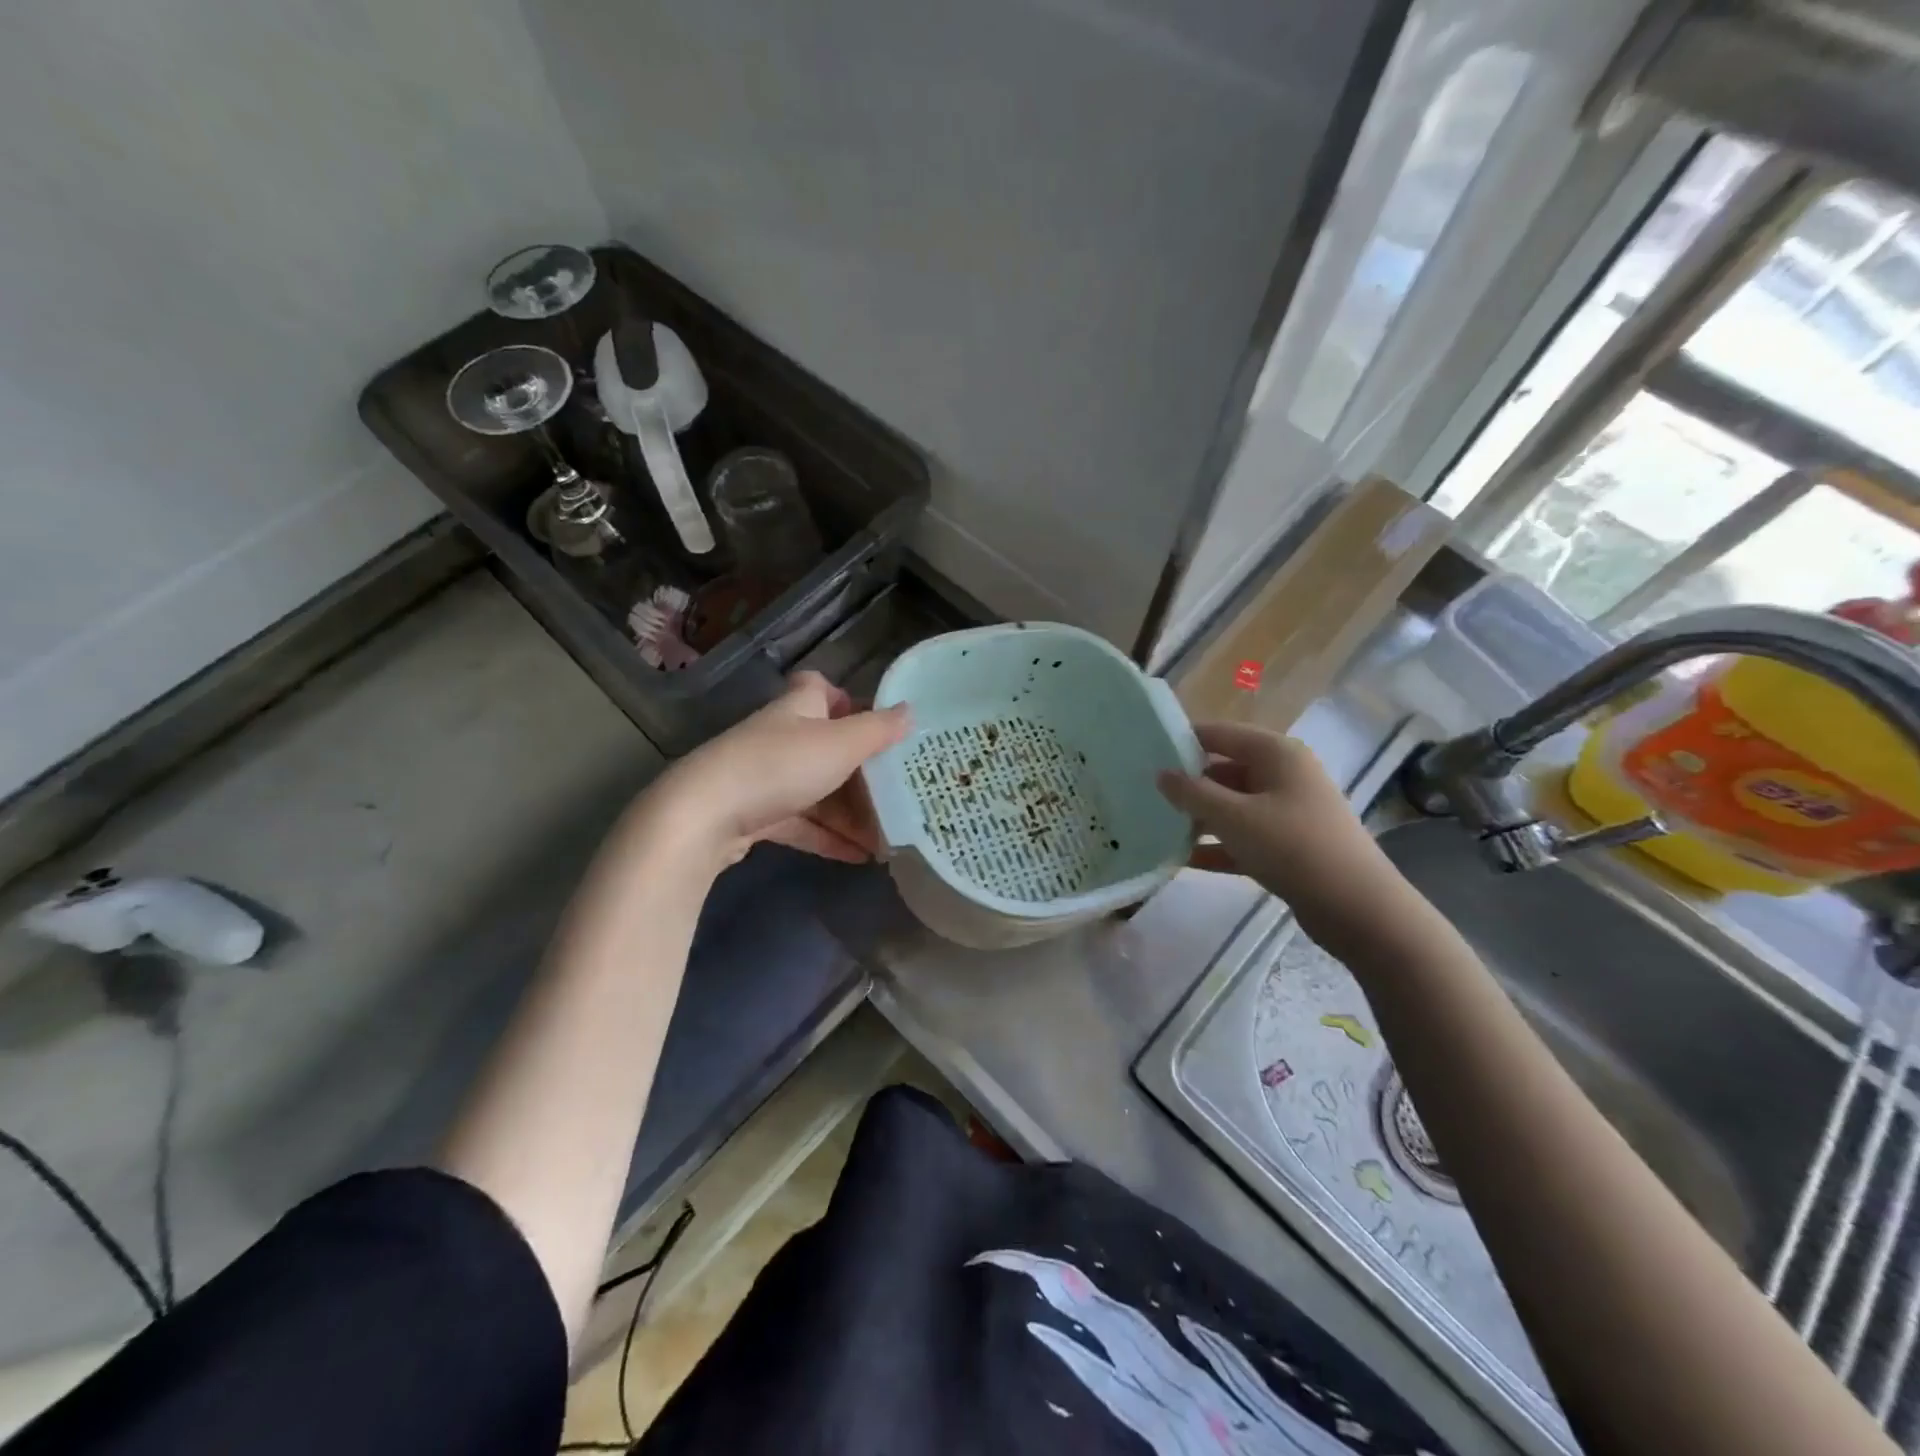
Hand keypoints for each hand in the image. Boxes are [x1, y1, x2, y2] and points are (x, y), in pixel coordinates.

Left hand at [644, 672, 910, 868]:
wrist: (706, 816)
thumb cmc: (781, 765)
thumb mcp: (841, 744)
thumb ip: (878, 730)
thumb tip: (910, 711)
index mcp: (798, 709)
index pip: (817, 688)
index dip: (845, 699)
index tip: (875, 724)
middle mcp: (780, 737)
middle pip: (825, 746)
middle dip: (859, 769)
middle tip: (895, 790)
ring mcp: (764, 777)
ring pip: (816, 789)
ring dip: (849, 811)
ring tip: (887, 834)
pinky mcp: (754, 815)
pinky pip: (801, 823)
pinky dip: (829, 837)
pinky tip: (859, 856)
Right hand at [1157, 723, 1404, 929]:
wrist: (1357, 908)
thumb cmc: (1292, 847)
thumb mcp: (1233, 817)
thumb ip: (1192, 793)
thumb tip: (1161, 774)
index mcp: (1276, 753)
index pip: (1218, 734)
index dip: (1181, 741)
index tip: (1143, 755)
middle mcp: (1283, 775)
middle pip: (1224, 770)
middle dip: (1187, 784)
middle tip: (1143, 795)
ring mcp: (1288, 811)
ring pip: (1232, 806)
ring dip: (1199, 818)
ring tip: (1156, 828)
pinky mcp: (1288, 845)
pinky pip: (1243, 837)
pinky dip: (1217, 846)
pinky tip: (1182, 860)